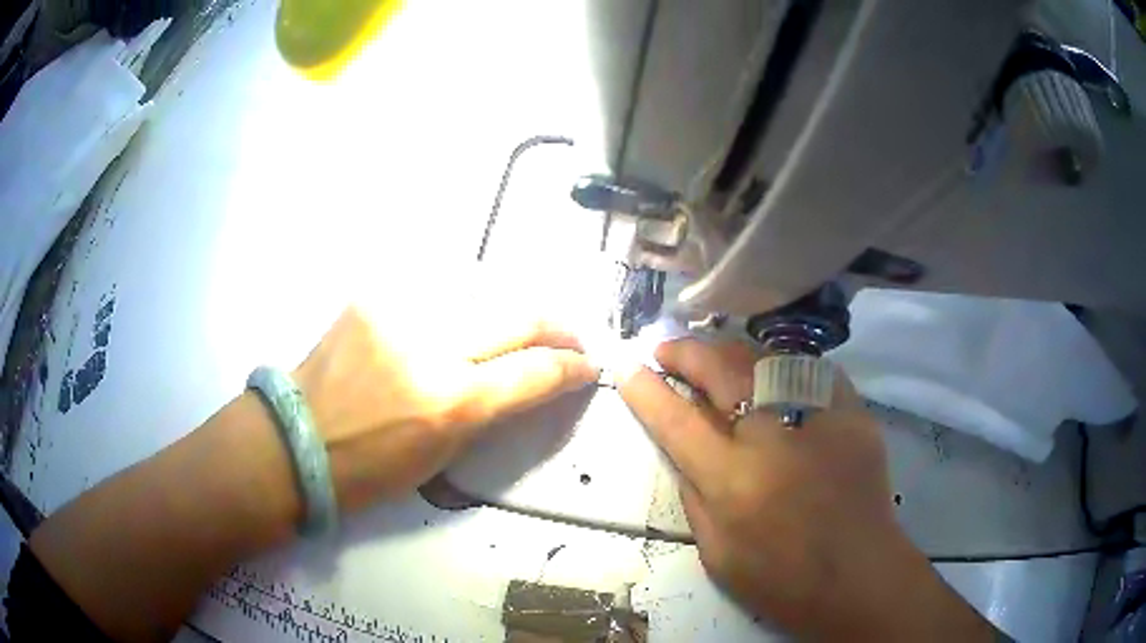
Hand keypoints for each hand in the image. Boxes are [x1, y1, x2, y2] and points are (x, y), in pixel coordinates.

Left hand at [294, 305, 597, 511]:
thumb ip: (489, 411)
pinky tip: (461, 320)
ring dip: (509, 313)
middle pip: (520, 315)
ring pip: (482, 294)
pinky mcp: (374, 297)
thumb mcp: (442, 456)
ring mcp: (400, 312)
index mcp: (452, 402)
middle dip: (557, 327)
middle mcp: (432, 346)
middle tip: (568, 338)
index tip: (588, 367)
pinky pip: (436, 294)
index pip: (536, 371)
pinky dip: (461, 307)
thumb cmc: (369, 470)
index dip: (572, 368)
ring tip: (518, 329)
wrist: (295, 441)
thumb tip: (526, 382)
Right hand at [618, 339, 995, 639]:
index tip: (628, 368)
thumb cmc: (781, 579)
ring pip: (766, 358)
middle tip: (667, 350)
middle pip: (723, 370)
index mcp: (735, 481)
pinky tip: (770, 375)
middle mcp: (776, 438)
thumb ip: (694, 492)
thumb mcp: (716, 552)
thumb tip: (682, 444)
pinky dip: (781, 366)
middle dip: (686, 352)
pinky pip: (809, 370)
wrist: (859, 576)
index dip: (647, 390)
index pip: (678, 420)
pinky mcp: (854, 412)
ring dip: (730, 353)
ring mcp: (821, 418)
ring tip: (713, 359)